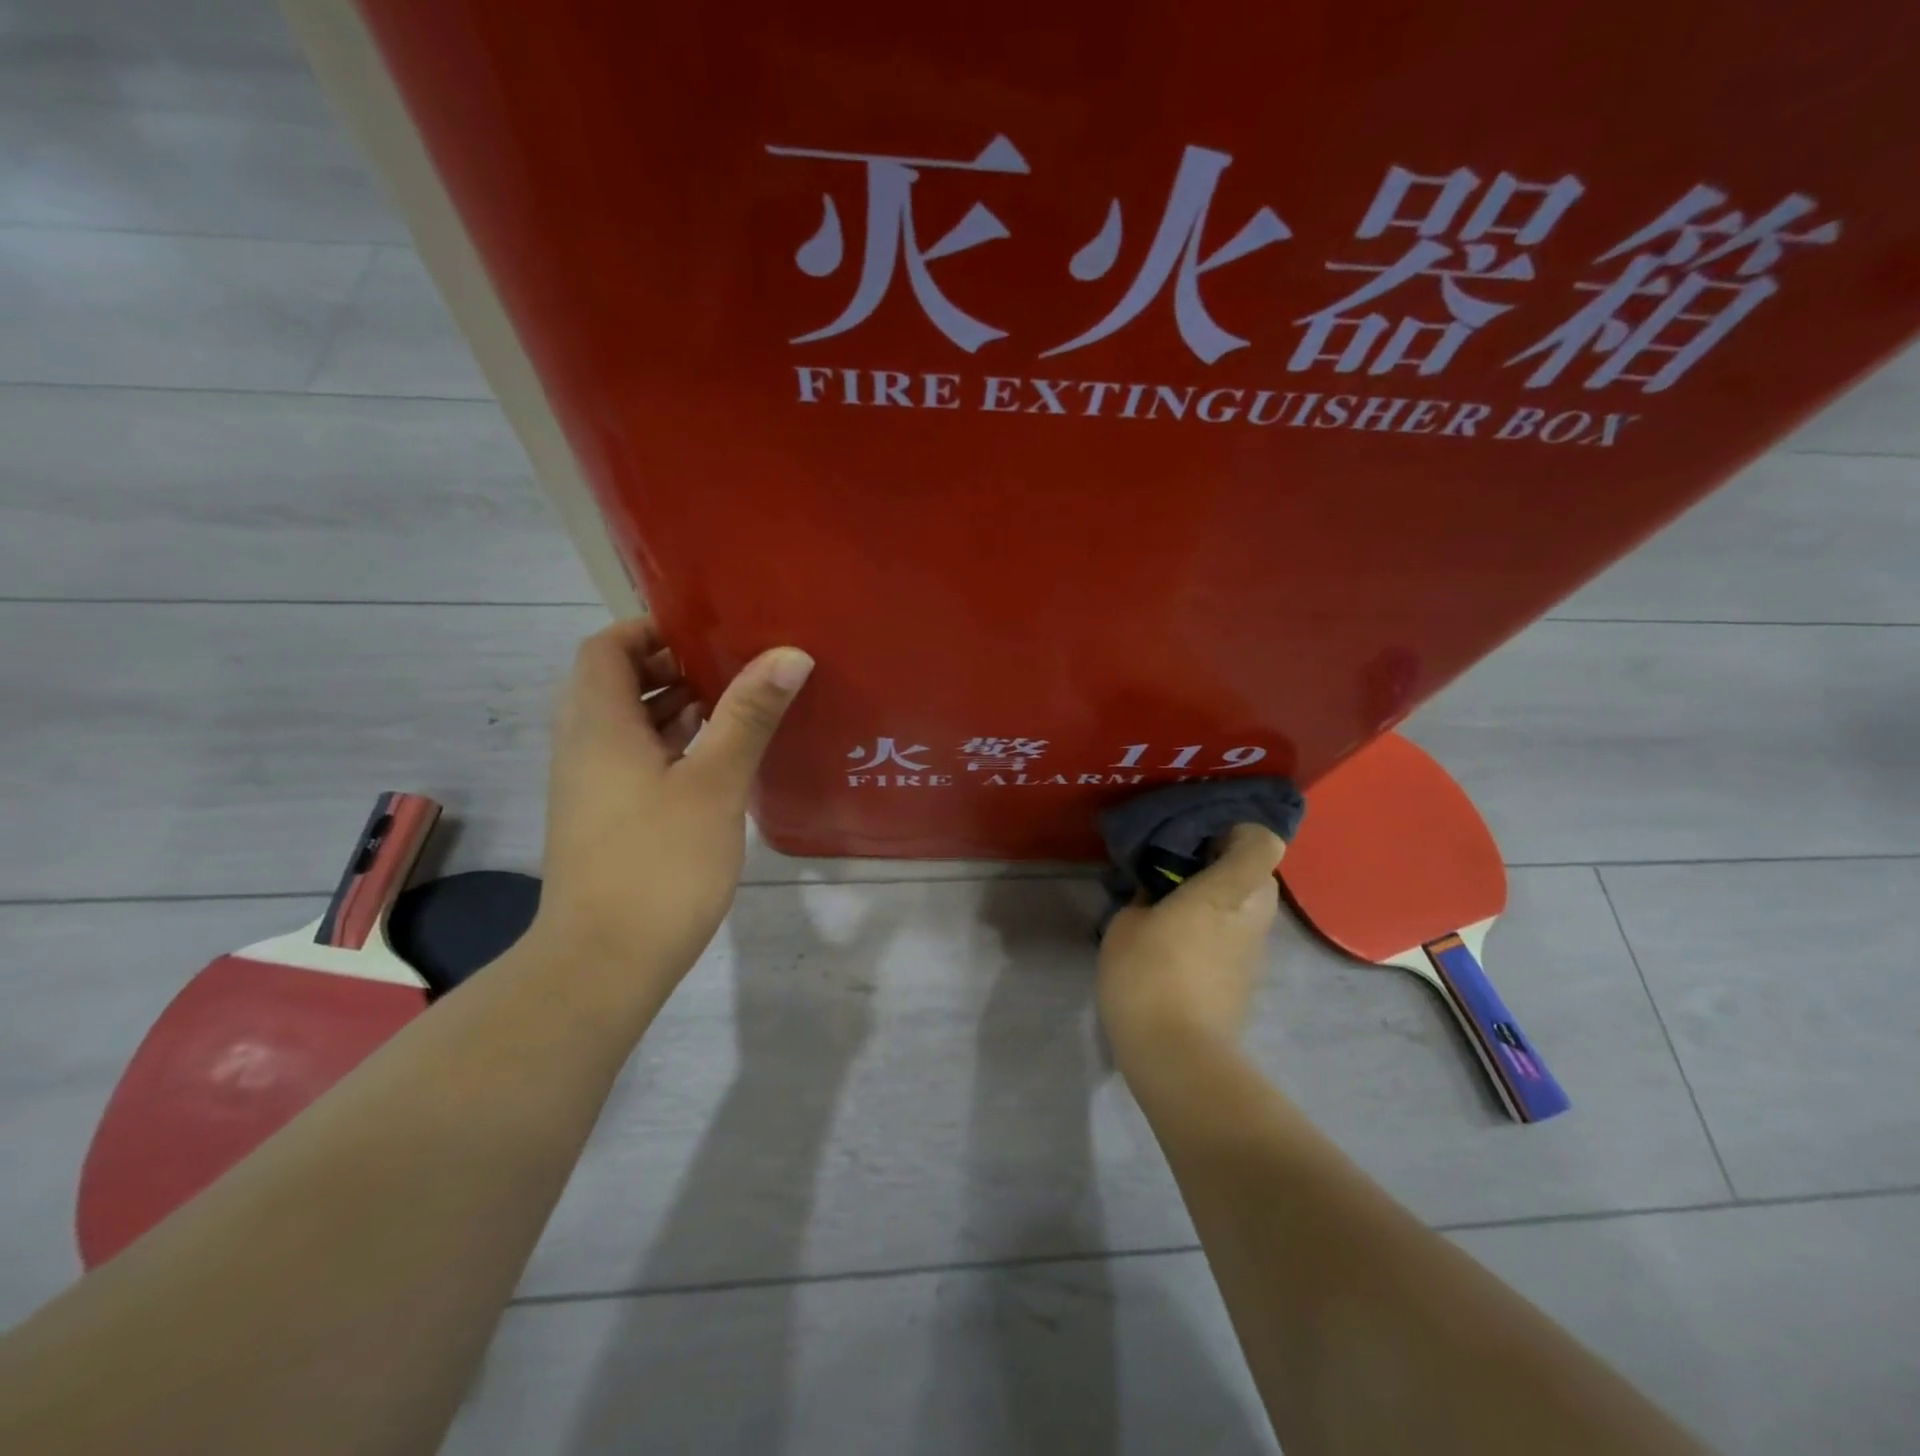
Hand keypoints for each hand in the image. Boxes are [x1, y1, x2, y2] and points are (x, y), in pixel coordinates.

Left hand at [531, 619, 812, 993]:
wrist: (604, 961)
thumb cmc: (660, 862)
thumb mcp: (714, 782)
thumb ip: (749, 715)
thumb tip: (789, 654)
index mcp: (599, 725)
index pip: (606, 648)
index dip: (649, 630)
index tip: (705, 632)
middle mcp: (584, 747)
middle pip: (615, 682)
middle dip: (670, 665)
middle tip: (731, 665)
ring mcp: (590, 786)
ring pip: (626, 724)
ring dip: (671, 706)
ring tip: (734, 704)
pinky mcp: (604, 819)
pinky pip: (633, 759)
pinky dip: (669, 745)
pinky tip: (716, 759)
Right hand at [1097, 825, 1286, 1069]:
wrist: (1178, 1055)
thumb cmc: (1148, 975)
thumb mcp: (1127, 923)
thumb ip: (1147, 895)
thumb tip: (1159, 890)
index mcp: (1227, 889)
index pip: (1262, 840)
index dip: (1237, 829)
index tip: (1199, 836)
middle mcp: (1253, 914)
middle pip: (1257, 872)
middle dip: (1223, 863)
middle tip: (1179, 870)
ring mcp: (1255, 950)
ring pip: (1248, 905)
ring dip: (1220, 897)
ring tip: (1174, 907)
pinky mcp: (1248, 978)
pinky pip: (1239, 935)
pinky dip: (1217, 929)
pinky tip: (1179, 945)